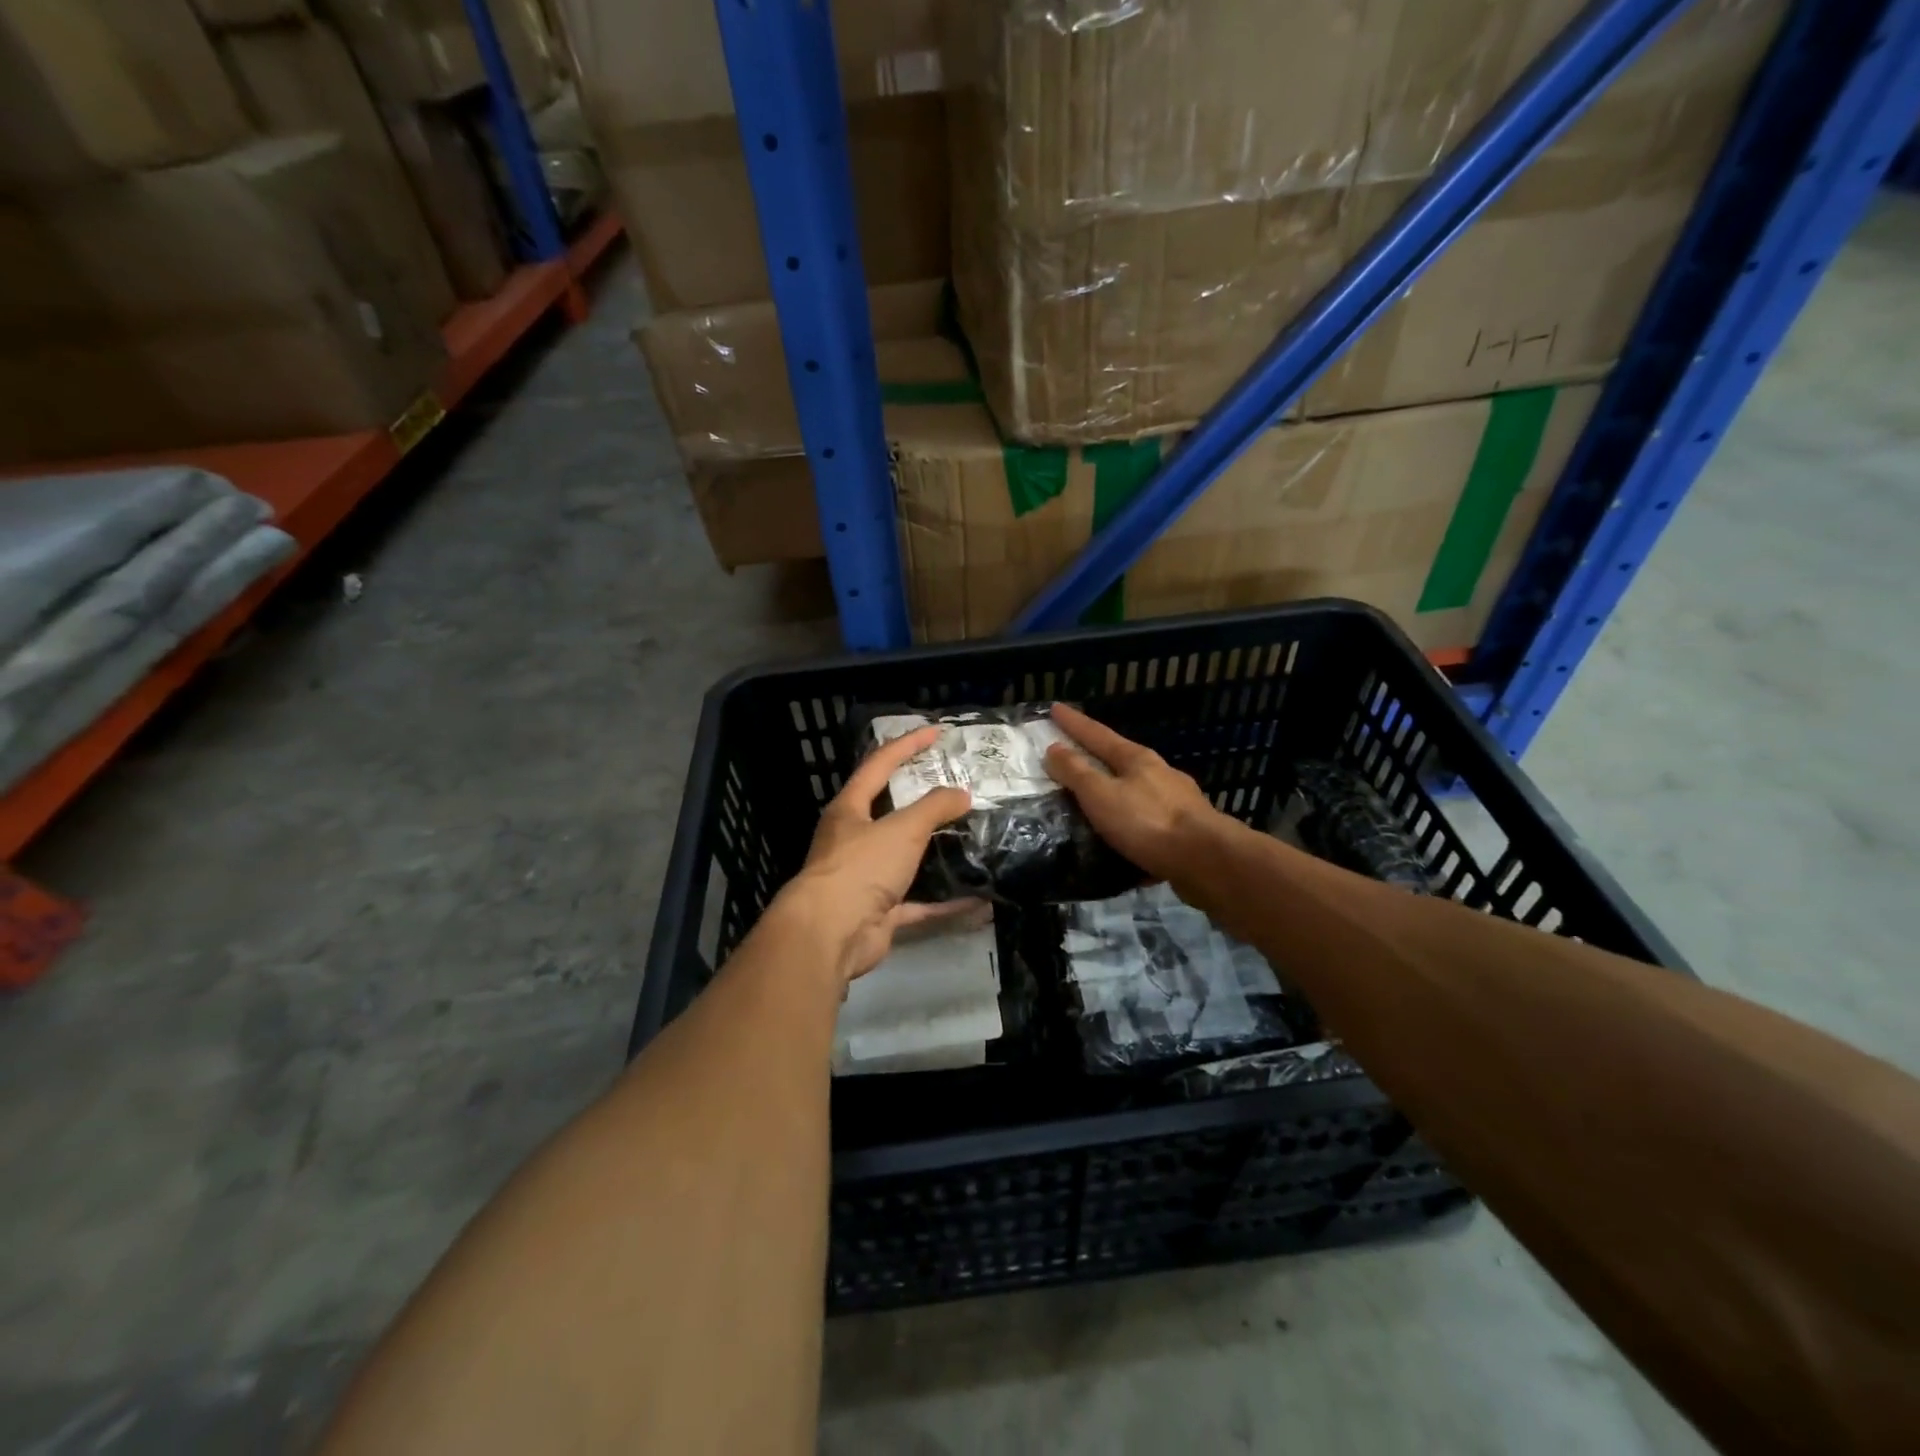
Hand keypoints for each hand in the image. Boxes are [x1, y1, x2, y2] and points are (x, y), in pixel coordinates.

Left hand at [776, 725, 977, 984]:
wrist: (830, 934)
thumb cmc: (861, 867)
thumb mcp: (902, 828)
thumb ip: (934, 807)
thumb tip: (962, 794)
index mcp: (850, 809)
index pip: (879, 764)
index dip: (907, 745)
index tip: (936, 732)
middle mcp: (854, 839)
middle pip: (891, 811)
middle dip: (922, 798)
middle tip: (957, 786)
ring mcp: (866, 878)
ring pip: (906, 858)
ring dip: (936, 852)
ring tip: (969, 837)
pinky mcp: (880, 912)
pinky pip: (920, 903)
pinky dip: (946, 902)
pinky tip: (978, 901)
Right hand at [1044, 703, 1223, 884]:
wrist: (1206, 860)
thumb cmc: (1148, 822)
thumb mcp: (1101, 795)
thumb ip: (1077, 773)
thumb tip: (1054, 748)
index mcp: (1136, 759)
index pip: (1097, 734)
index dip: (1074, 723)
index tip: (1055, 708)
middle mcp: (1159, 773)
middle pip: (1120, 758)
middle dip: (1096, 755)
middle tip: (1072, 755)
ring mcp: (1176, 800)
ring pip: (1137, 790)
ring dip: (1115, 791)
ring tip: (1095, 802)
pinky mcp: (1185, 830)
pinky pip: (1149, 820)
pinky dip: (1131, 823)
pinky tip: (1124, 838)